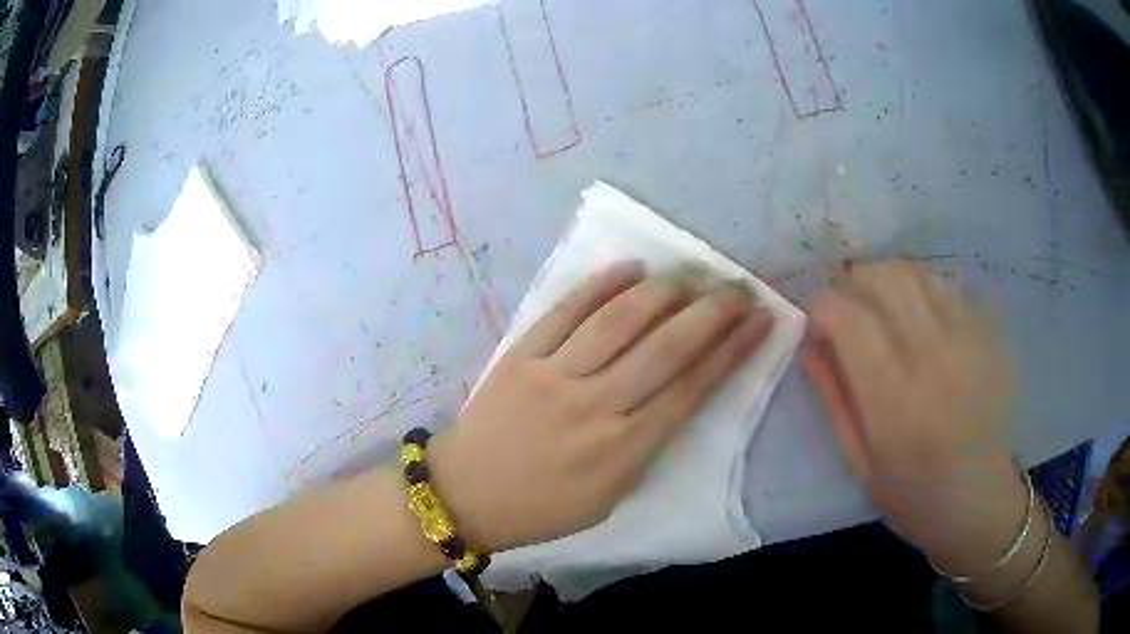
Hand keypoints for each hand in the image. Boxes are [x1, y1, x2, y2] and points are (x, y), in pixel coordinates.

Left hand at [429, 262, 772, 551]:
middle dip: (712, 313)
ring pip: (620, 320)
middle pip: (666, 348)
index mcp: (623, 451)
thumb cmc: (542, 507)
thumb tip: (679, 391)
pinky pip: (566, 311)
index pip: (692, 389)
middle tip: (738, 288)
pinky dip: (601, 284)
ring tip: (693, 273)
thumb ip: (647, 446)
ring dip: (665, 291)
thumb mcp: (609, 497)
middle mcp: (595, 406)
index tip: (760, 321)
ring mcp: (554, 374)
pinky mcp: (521, 354)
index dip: (732, 351)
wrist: (464, 493)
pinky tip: (632, 267)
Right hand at [802, 259, 1024, 572]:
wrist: (983, 501)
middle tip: (843, 307)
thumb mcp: (860, 464)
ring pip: (912, 273)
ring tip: (876, 305)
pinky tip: (915, 313)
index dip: (820, 306)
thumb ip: (833, 399)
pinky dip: (917, 288)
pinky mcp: (986, 332)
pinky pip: (943, 285)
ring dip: (882, 279)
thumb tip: (808, 343)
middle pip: (881, 279)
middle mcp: (932, 355)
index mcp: (894, 400)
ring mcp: (965, 337)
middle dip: (849, 281)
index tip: (815, 322)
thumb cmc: (915, 496)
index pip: (846, 317)